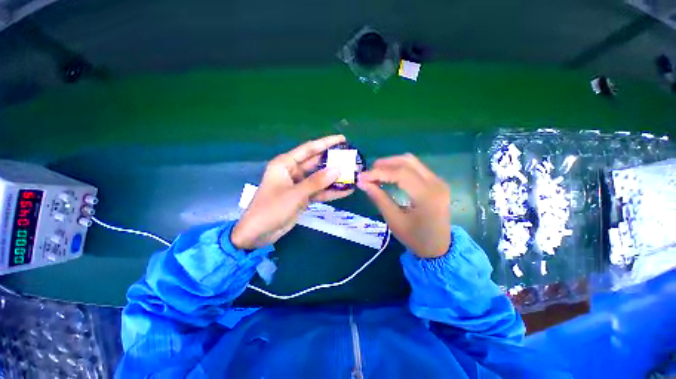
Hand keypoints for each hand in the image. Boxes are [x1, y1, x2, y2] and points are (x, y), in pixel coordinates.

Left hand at [231, 135, 352, 249]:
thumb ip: (316, 182)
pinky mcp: (303, 197)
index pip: (309, 149)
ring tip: (352, 174)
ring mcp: (299, 185)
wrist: (258, 233)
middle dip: (333, 161)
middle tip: (351, 158)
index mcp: (285, 164)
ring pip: (319, 178)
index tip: (343, 139)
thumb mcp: (295, 194)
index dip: (326, 143)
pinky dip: (330, 192)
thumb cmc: (271, 209)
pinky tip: (346, 191)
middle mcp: (293, 171)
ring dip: (334, 178)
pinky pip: (319, 192)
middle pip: (316, 163)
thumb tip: (337, 170)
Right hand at [357, 154, 450, 257]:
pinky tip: (389, 174)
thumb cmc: (415, 238)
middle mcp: (436, 183)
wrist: (439, 247)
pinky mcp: (436, 182)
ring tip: (376, 171)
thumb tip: (362, 183)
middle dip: (384, 164)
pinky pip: (415, 167)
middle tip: (368, 172)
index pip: (400, 174)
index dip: (378, 172)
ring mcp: (438, 181)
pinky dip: (399, 168)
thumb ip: (379, 198)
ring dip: (391, 163)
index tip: (362, 177)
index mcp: (427, 196)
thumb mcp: (394, 220)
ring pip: (411, 161)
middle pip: (407, 162)